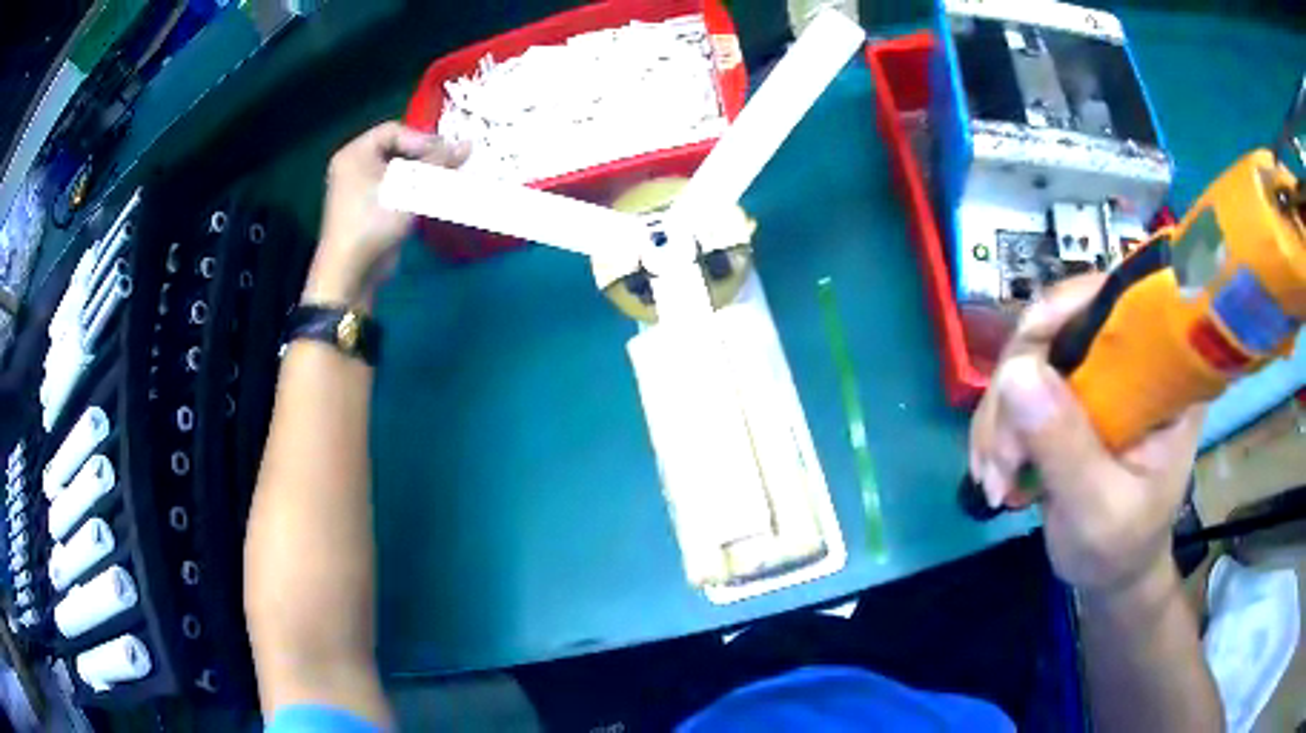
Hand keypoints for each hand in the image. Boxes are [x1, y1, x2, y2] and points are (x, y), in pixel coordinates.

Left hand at [305, 121, 468, 308]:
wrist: (350, 274)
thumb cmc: (373, 222)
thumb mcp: (407, 188)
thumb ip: (437, 163)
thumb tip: (468, 143)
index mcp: (355, 153)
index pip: (395, 131)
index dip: (422, 139)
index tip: (445, 154)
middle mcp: (355, 166)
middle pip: (398, 149)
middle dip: (427, 157)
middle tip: (452, 165)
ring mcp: (362, 189)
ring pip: (400, 170)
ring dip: (425, 174)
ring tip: (449, 180)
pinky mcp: (372, 209)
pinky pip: (398, 189)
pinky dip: (416, 190)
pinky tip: (435, 196)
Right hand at [969, 274, 1203, 597]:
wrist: (1112, 571)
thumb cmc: (1121, 546)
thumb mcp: (1099, 509)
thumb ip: (1066, 447)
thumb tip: (1014, 372)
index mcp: (1164, 372)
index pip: (1119, 301)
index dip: (1066, 309)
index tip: (1022, 362)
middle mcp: (1131, 356)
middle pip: (1059, 325)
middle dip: (1016, 390)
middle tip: (1000, 462)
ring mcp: (1097, 372)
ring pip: (1029, 356)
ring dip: (999, 417)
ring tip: (994, 480)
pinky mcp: (1070, 391)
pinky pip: (1018, 385)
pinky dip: (996, 428)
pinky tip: (993, 471)